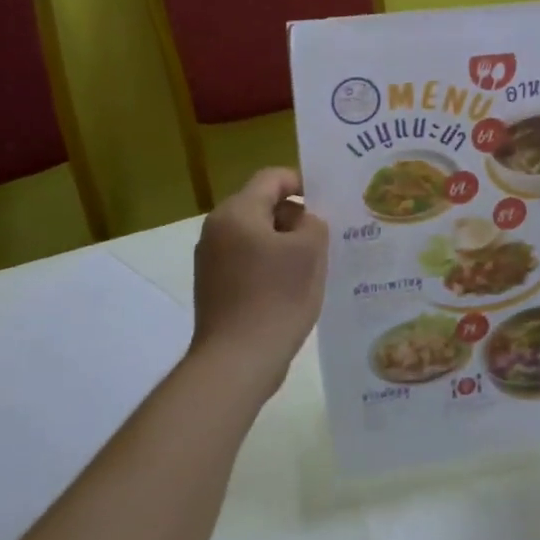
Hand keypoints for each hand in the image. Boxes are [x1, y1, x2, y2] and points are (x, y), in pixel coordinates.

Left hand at [191, 168, 327, 394]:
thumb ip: (313, 222)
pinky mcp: (214, 287)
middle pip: (262, 205)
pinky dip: (270, 265)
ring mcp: (211, 260)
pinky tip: (292, 287)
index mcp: (237, 212)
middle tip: (326, 236)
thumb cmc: (277, 297)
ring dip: (285, 243)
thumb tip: (304, 221)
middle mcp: (217, 229)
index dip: (302, 182)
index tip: (328, 202)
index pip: (272, 178)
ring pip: (256, 235)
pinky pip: (247, 261)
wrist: (237, 361)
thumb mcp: (310, 251)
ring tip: (314, 264)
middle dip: (295, 216)